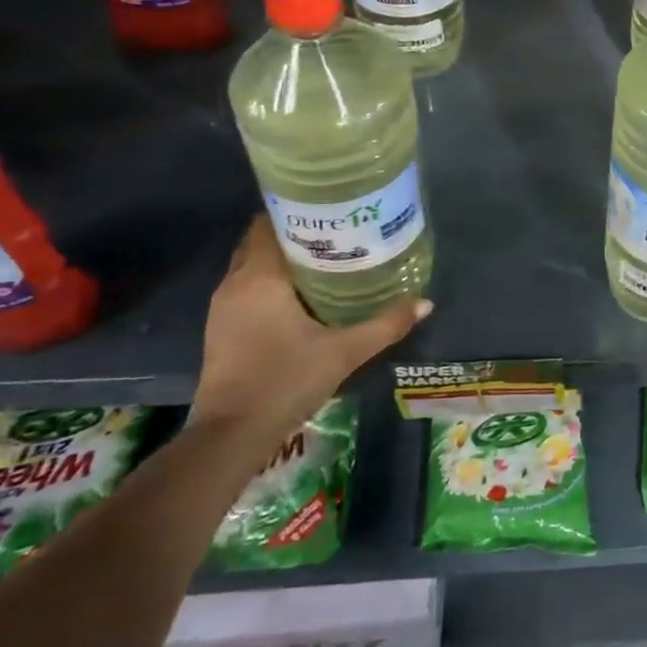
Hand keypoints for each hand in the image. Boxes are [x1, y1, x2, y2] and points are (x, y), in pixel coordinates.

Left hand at [194, 217, 429, 448]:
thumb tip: (426, 303)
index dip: (298, 212)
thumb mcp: (345, 352)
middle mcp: (235, 284)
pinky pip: (247, 288)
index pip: (269, 224)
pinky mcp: (221, 329)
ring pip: (252, 266)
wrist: (230, 436)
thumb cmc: (286, 381)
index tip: (332, 211)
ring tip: (325, 259)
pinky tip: (302, 295)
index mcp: (260, 277)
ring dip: (282, 259)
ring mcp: (222, 308)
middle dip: (294, 234)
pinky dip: (271, 282)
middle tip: (337, 233)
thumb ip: (386, 324)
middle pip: (261, 242)